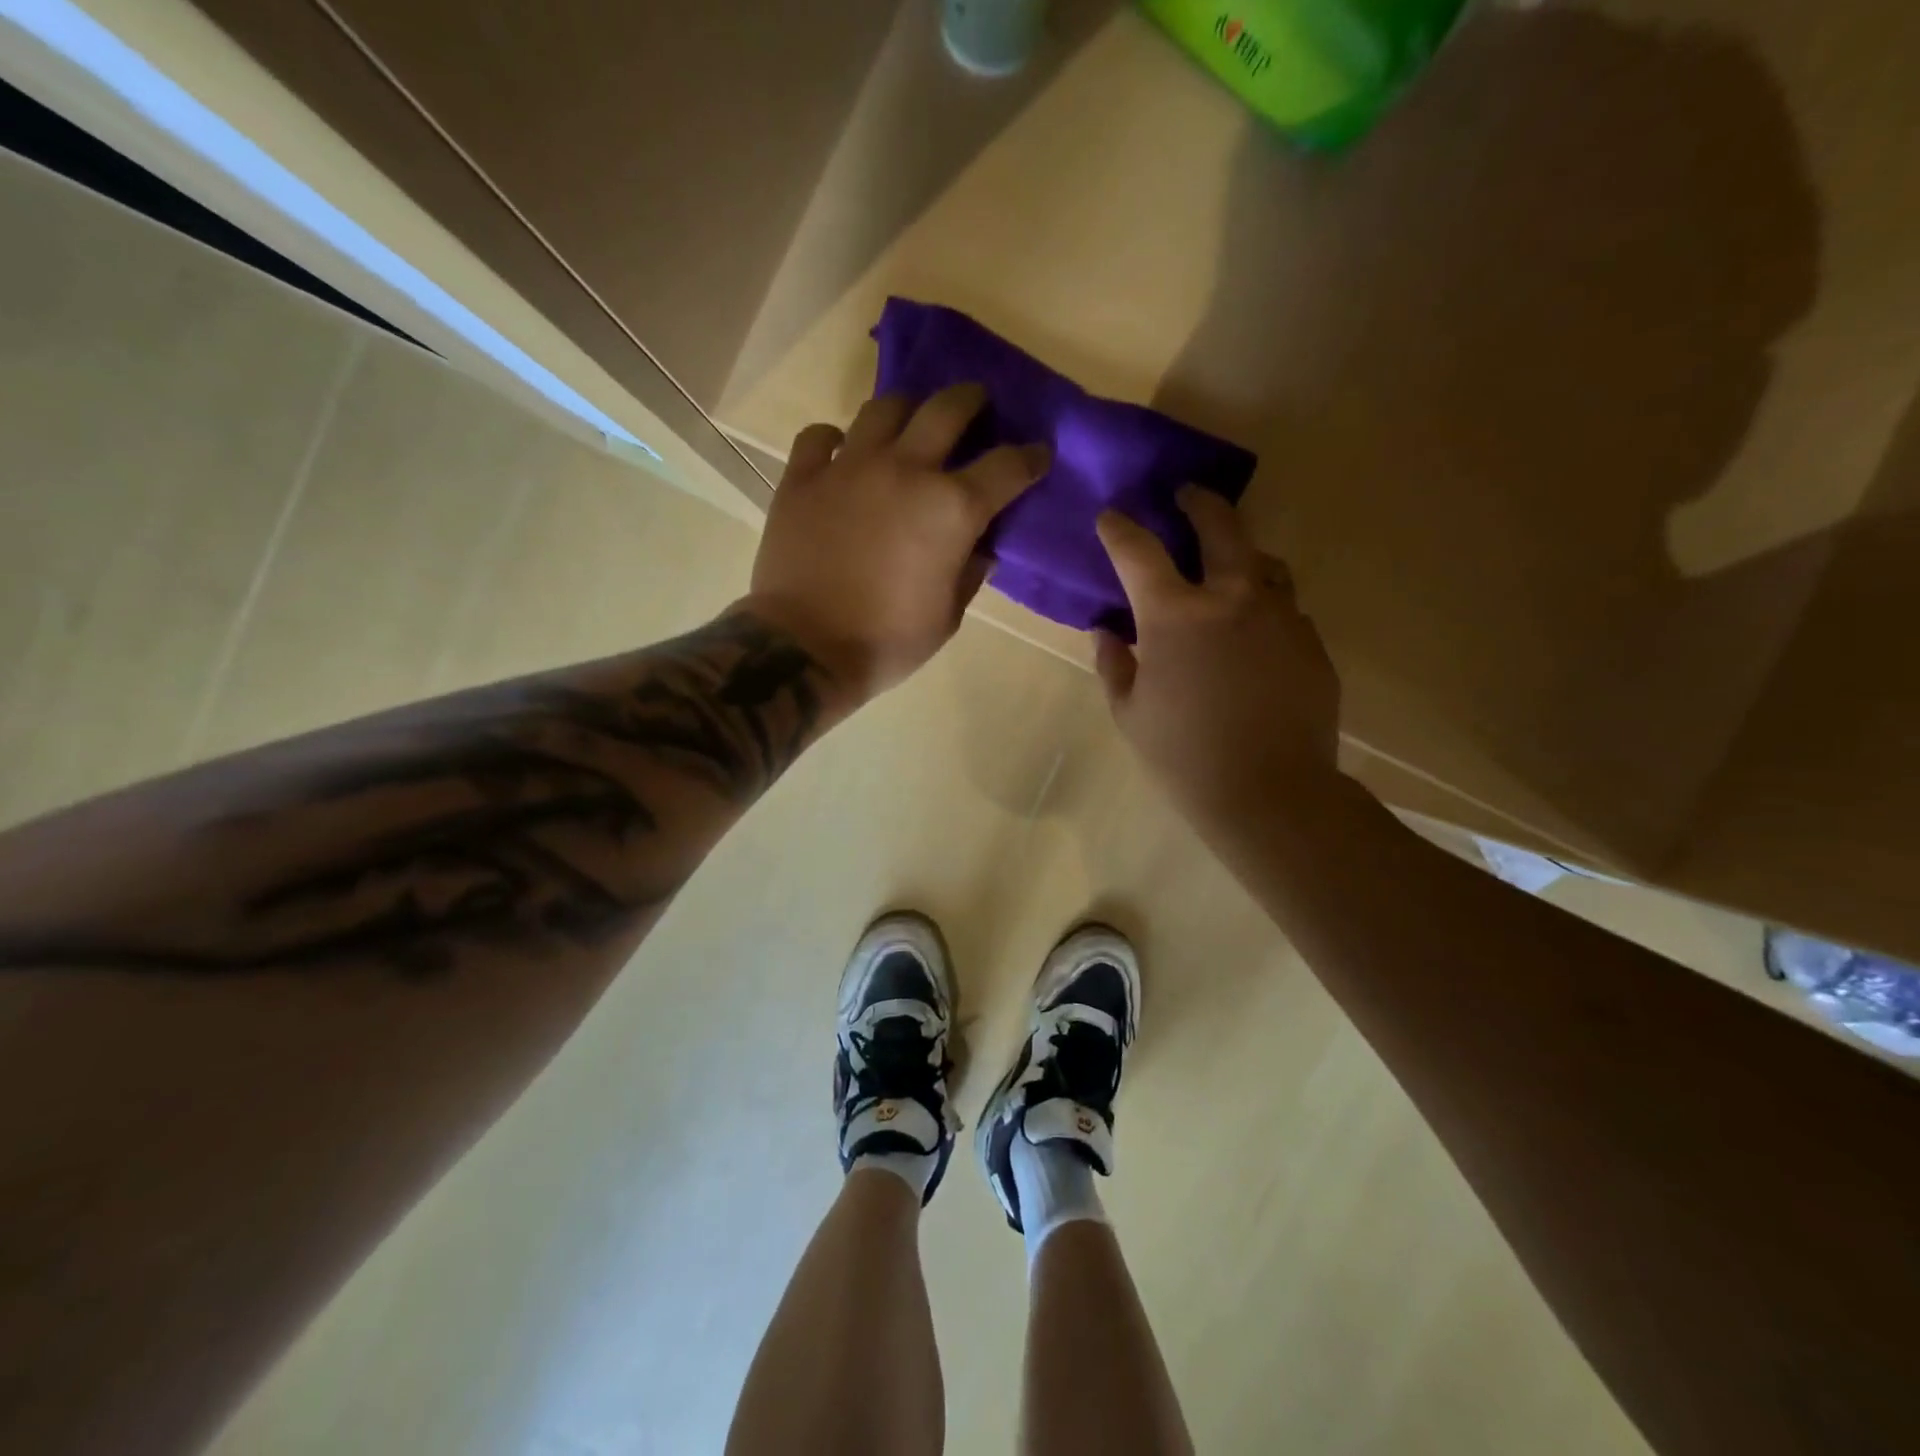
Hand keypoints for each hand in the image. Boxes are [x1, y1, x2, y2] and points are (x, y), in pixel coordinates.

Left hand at [742, 385, 1048, 704]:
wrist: (806, 648)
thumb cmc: (888, 640)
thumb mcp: (948, 616)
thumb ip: (969, 572)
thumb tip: (980, 547)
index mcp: (951, 508)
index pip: (1007, 466)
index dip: (1030, 457)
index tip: (1038, 454)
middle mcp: (905, 470)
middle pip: (948, 408)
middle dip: (972, 400)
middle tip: (977, 406)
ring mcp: (849, 467)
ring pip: (884, 408)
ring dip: (906, 411)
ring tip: (908, 425)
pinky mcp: (802, 478)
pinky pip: (820, 436)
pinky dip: (835, 439)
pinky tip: (841, 452)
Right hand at [1094, 488, 1341, 826]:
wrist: (1270, 793)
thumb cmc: (1183, 756)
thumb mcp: (1129, 712)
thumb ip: (1113, 662)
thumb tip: (1106, 631)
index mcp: (1176, 615)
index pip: (1139, 550)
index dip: (1119, 529)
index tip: (1110, 518)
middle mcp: (1232, 598)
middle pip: (1220, 525)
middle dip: (1198, 503)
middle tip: (1187, 495)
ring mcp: (1281, 615)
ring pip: (1263, 561)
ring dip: (1240, 553)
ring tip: (1227, 565)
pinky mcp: (1311, 641)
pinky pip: (1284, 608)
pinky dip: (1263, 607)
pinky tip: (1254, 635)